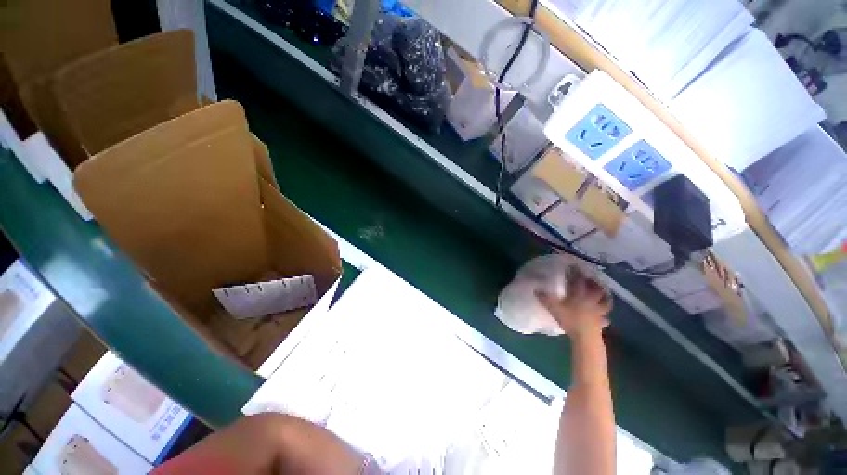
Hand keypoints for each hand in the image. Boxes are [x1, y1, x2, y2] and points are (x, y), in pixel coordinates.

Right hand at [537, 271, 610, 338]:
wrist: (585, 337)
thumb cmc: (570, 320)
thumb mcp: (553, 308)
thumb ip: (545, 298)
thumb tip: (536, 289)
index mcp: (580, 295)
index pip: (579, 281)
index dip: (576, 273)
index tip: (573, 266)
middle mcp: (591, 300)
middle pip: (596, 289)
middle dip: (594, 283)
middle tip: (590, 279)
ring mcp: (598, 312)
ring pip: (605, 302)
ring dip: (605, 297)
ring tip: (603, 294)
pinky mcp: (601, 322)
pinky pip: (605, 318)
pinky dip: (605, 317)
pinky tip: (604, 318)